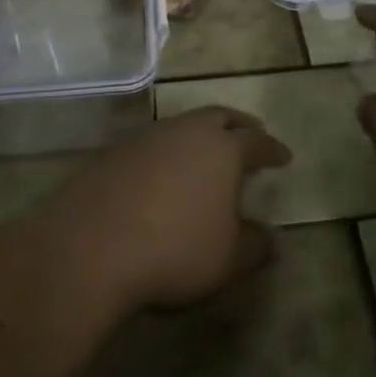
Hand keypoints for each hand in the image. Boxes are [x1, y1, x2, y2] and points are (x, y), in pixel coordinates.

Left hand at [37, 108, 291, 313]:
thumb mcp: (227, 260)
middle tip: (251, 133)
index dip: (273, 149)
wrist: (91, 247)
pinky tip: (163, 174)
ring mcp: (148, 137)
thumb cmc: (174, 250)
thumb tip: (273, 239)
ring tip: (205, 154)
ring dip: (200, 135)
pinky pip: (153, 143)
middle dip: (240, 125)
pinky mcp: (115, 151)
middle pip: (220, 117)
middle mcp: (188, 131)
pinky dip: (167, 152)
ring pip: (183, 125)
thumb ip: (254, 246)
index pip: (258, 142)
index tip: (284, 156)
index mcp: (223, 149)